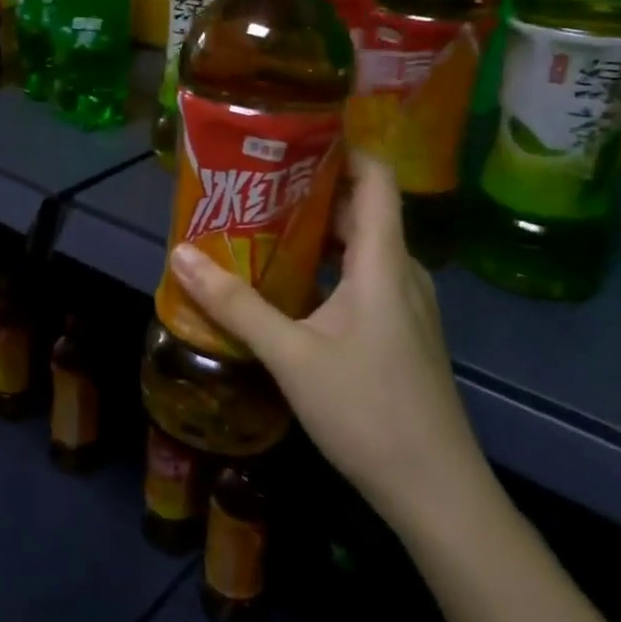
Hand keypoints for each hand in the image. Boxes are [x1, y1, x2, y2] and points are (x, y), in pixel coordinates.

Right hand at [166, 157, 488, 532]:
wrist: (439, 494)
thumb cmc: (369, 412)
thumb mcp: (291, 356)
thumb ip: (236, 305)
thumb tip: (181, 256)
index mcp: (382, 262)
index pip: (376, 178)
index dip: (344, 144)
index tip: (296, 127)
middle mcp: (399, 272)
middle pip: (361, 207)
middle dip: (310, 185)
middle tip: (255, 174)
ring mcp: (404, 304)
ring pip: (359, 244)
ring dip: (314, 227)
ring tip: (259, 218)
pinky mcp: (399, 331)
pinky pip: (360, 276)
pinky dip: (324, 263)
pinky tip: (286, 279)